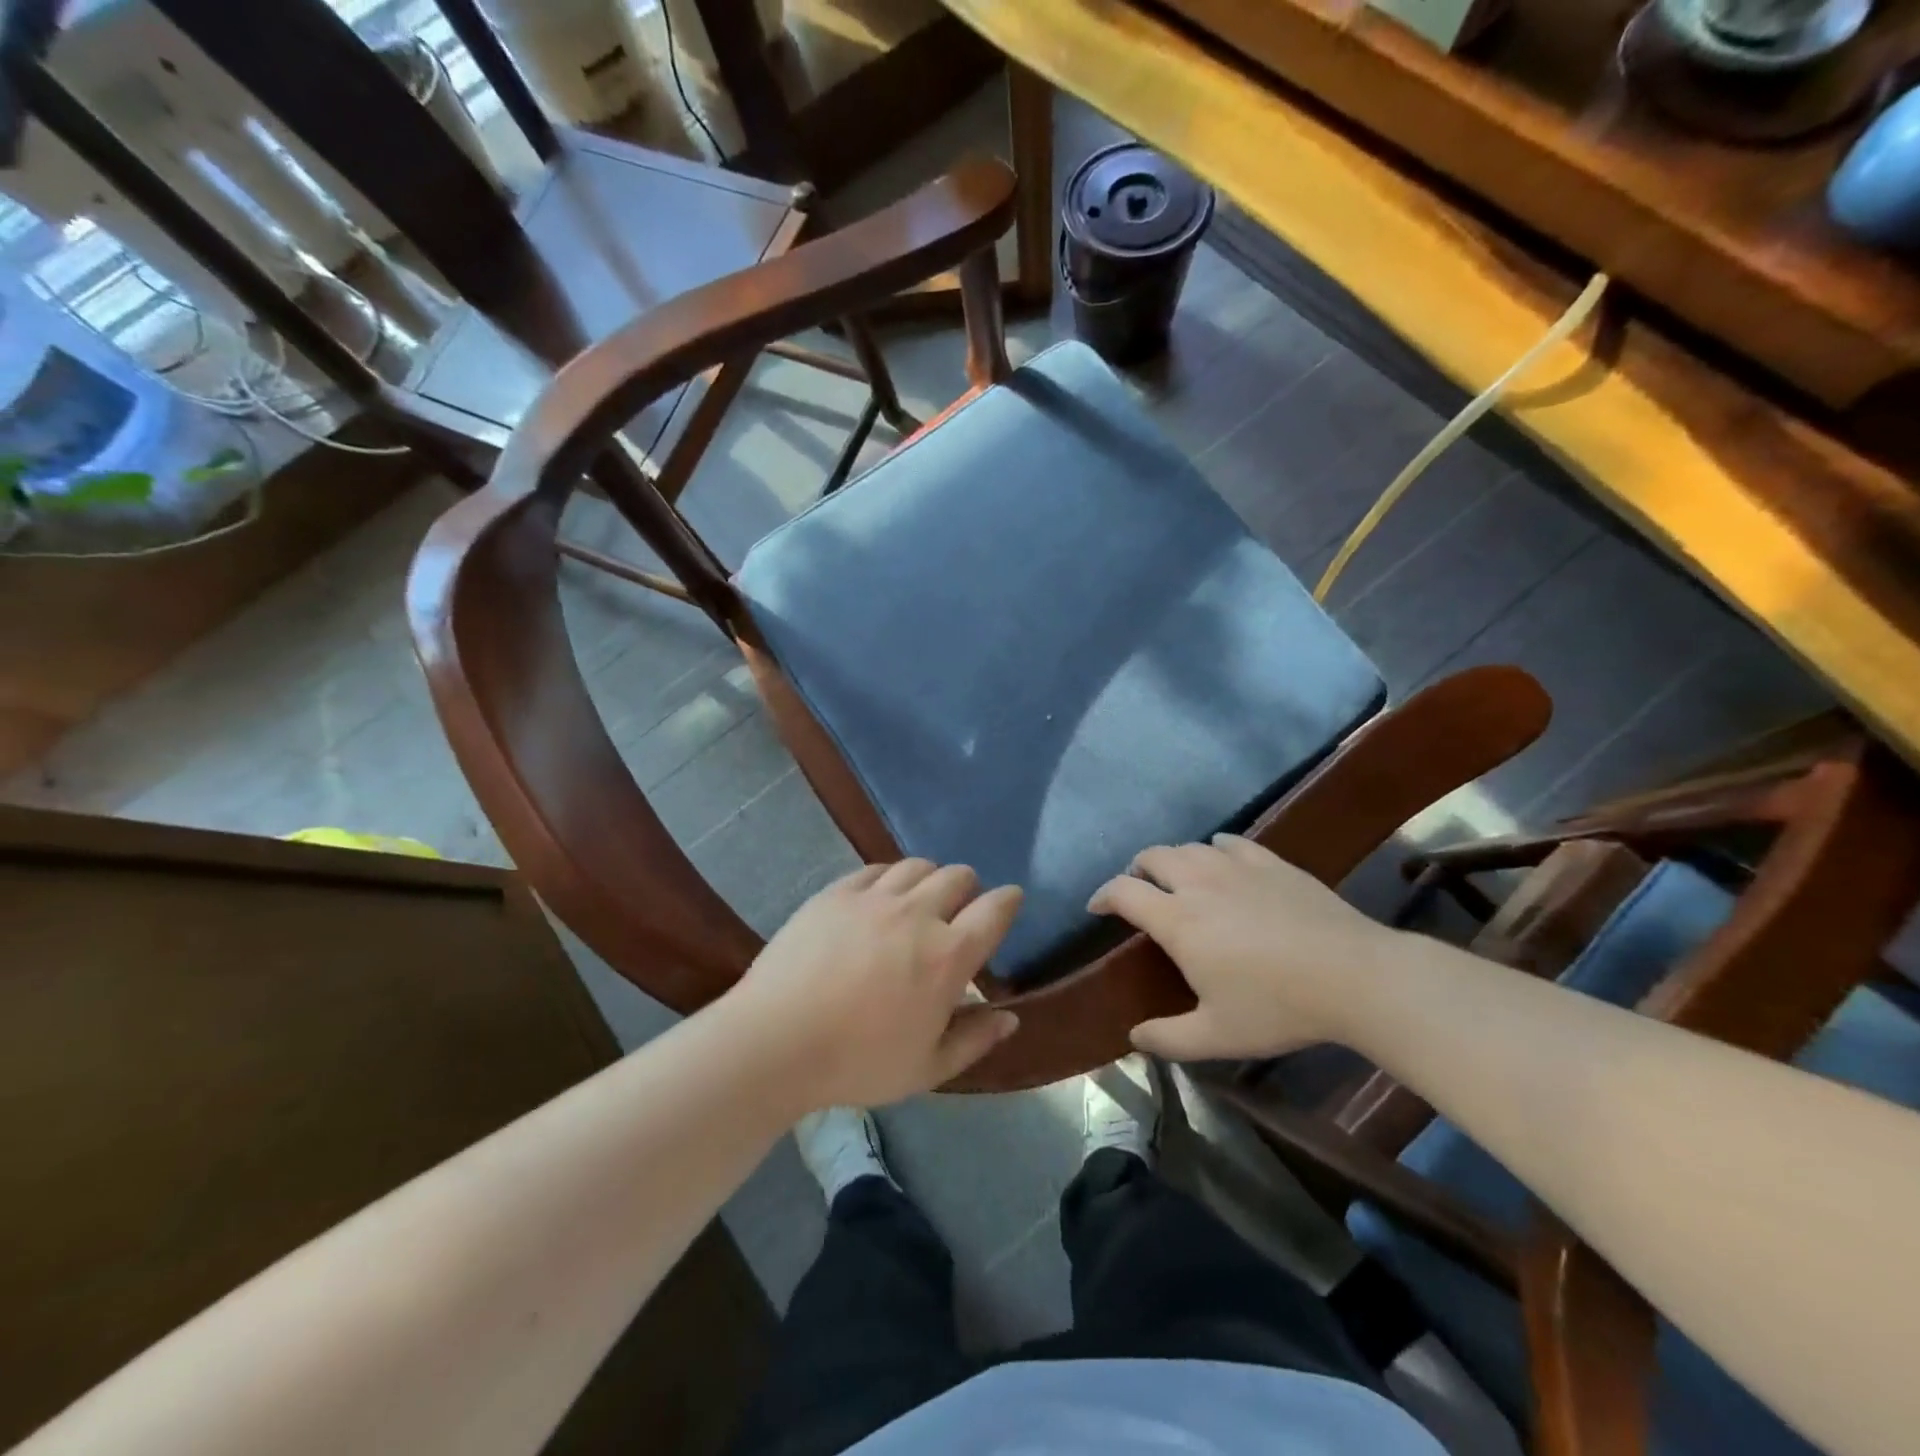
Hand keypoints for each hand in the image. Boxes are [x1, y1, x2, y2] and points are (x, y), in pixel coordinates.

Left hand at [726, 859, 1022, 1110]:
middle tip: (957, 913)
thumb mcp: (927, 1068)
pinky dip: (889, 878)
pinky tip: (880, 898)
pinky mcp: (837, 892)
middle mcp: (918, 914)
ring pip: (918, 865)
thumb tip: (1010, 1017)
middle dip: (969, 889)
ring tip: (919, 901)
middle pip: (958, 876)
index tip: (1009, 902)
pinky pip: (876, 868)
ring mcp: (874, 897)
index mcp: (948, 955)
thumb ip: (974, 1039)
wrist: (776, 1041)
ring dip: (930, 879)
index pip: (995, 909)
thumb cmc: (858, 1062)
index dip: (1009, 901)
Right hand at [1089, 834, 1399, 1060]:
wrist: (1355, 976)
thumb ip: (1168, 1039)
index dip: (1103, 895)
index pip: (1124, 892)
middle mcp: (1199, 883)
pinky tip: (1221, 858)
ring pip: (1190, 847)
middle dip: (1136, 869)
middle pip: (1153, 857)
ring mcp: (1237, 867)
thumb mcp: (1218, 1036)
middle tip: (1138, 890)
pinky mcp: (1271, 863)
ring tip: (1177, 877)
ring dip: (1173, 858)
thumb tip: (1134, 1036)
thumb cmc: (1278, 1006)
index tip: (1097, 907)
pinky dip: (1215, 848)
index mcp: (1178, 921)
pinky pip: (1231, 843)